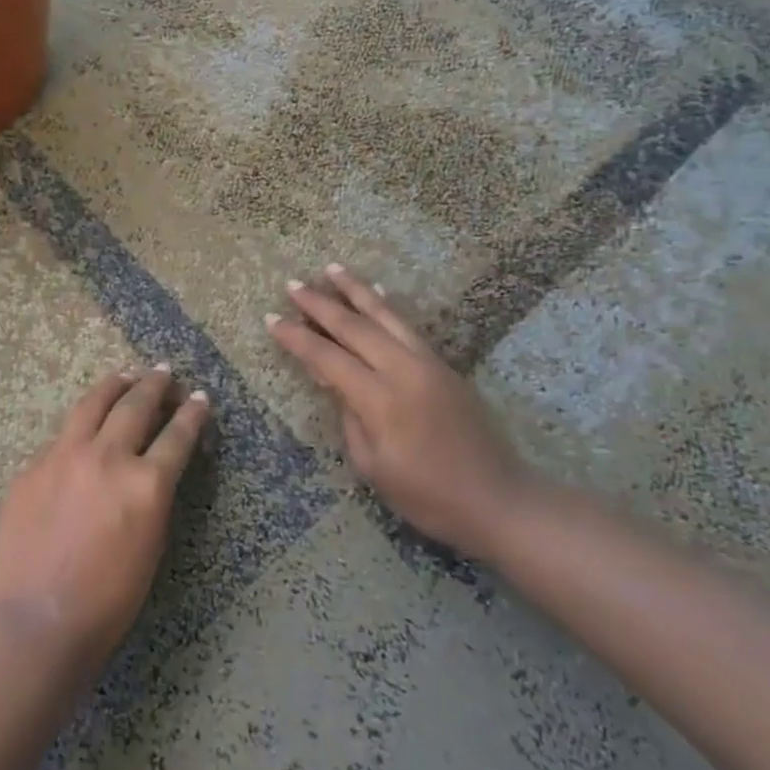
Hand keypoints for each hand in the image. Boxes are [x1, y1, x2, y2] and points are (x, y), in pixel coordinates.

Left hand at [0, 367, 209, 675]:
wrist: (35, 618)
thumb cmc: (106, 601)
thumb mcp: (149, 545)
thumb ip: (151, 498)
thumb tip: (148, 470)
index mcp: (146, 483)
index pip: (177, 435)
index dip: (192, 413)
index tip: (199, 397)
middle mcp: (108, 457)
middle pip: (136, 405)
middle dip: (154, 384)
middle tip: (164, 371)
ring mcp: (65, 456)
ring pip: (93, 404)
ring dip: (114, 386)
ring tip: (125, 375)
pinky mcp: (34, 466)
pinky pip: (62, 436)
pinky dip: (80, 427)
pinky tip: (81, 431)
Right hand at [267, 264, 531, 558]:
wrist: (498, 500)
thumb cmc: (427, 496)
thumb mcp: (373, 466)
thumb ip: (349, 418)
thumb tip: (334, 383)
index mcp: (380, 400)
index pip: (327, 358)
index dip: (296, 338)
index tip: (270, 319)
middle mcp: (403, 370)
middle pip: (354, 327)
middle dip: (319, 304)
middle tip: (292, 285)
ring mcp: (427, 363)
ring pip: (385, 315)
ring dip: (355, 290)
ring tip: (332, 269)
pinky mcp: (444, 366)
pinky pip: (408, 326)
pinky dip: (387, 306)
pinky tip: (377, 292)